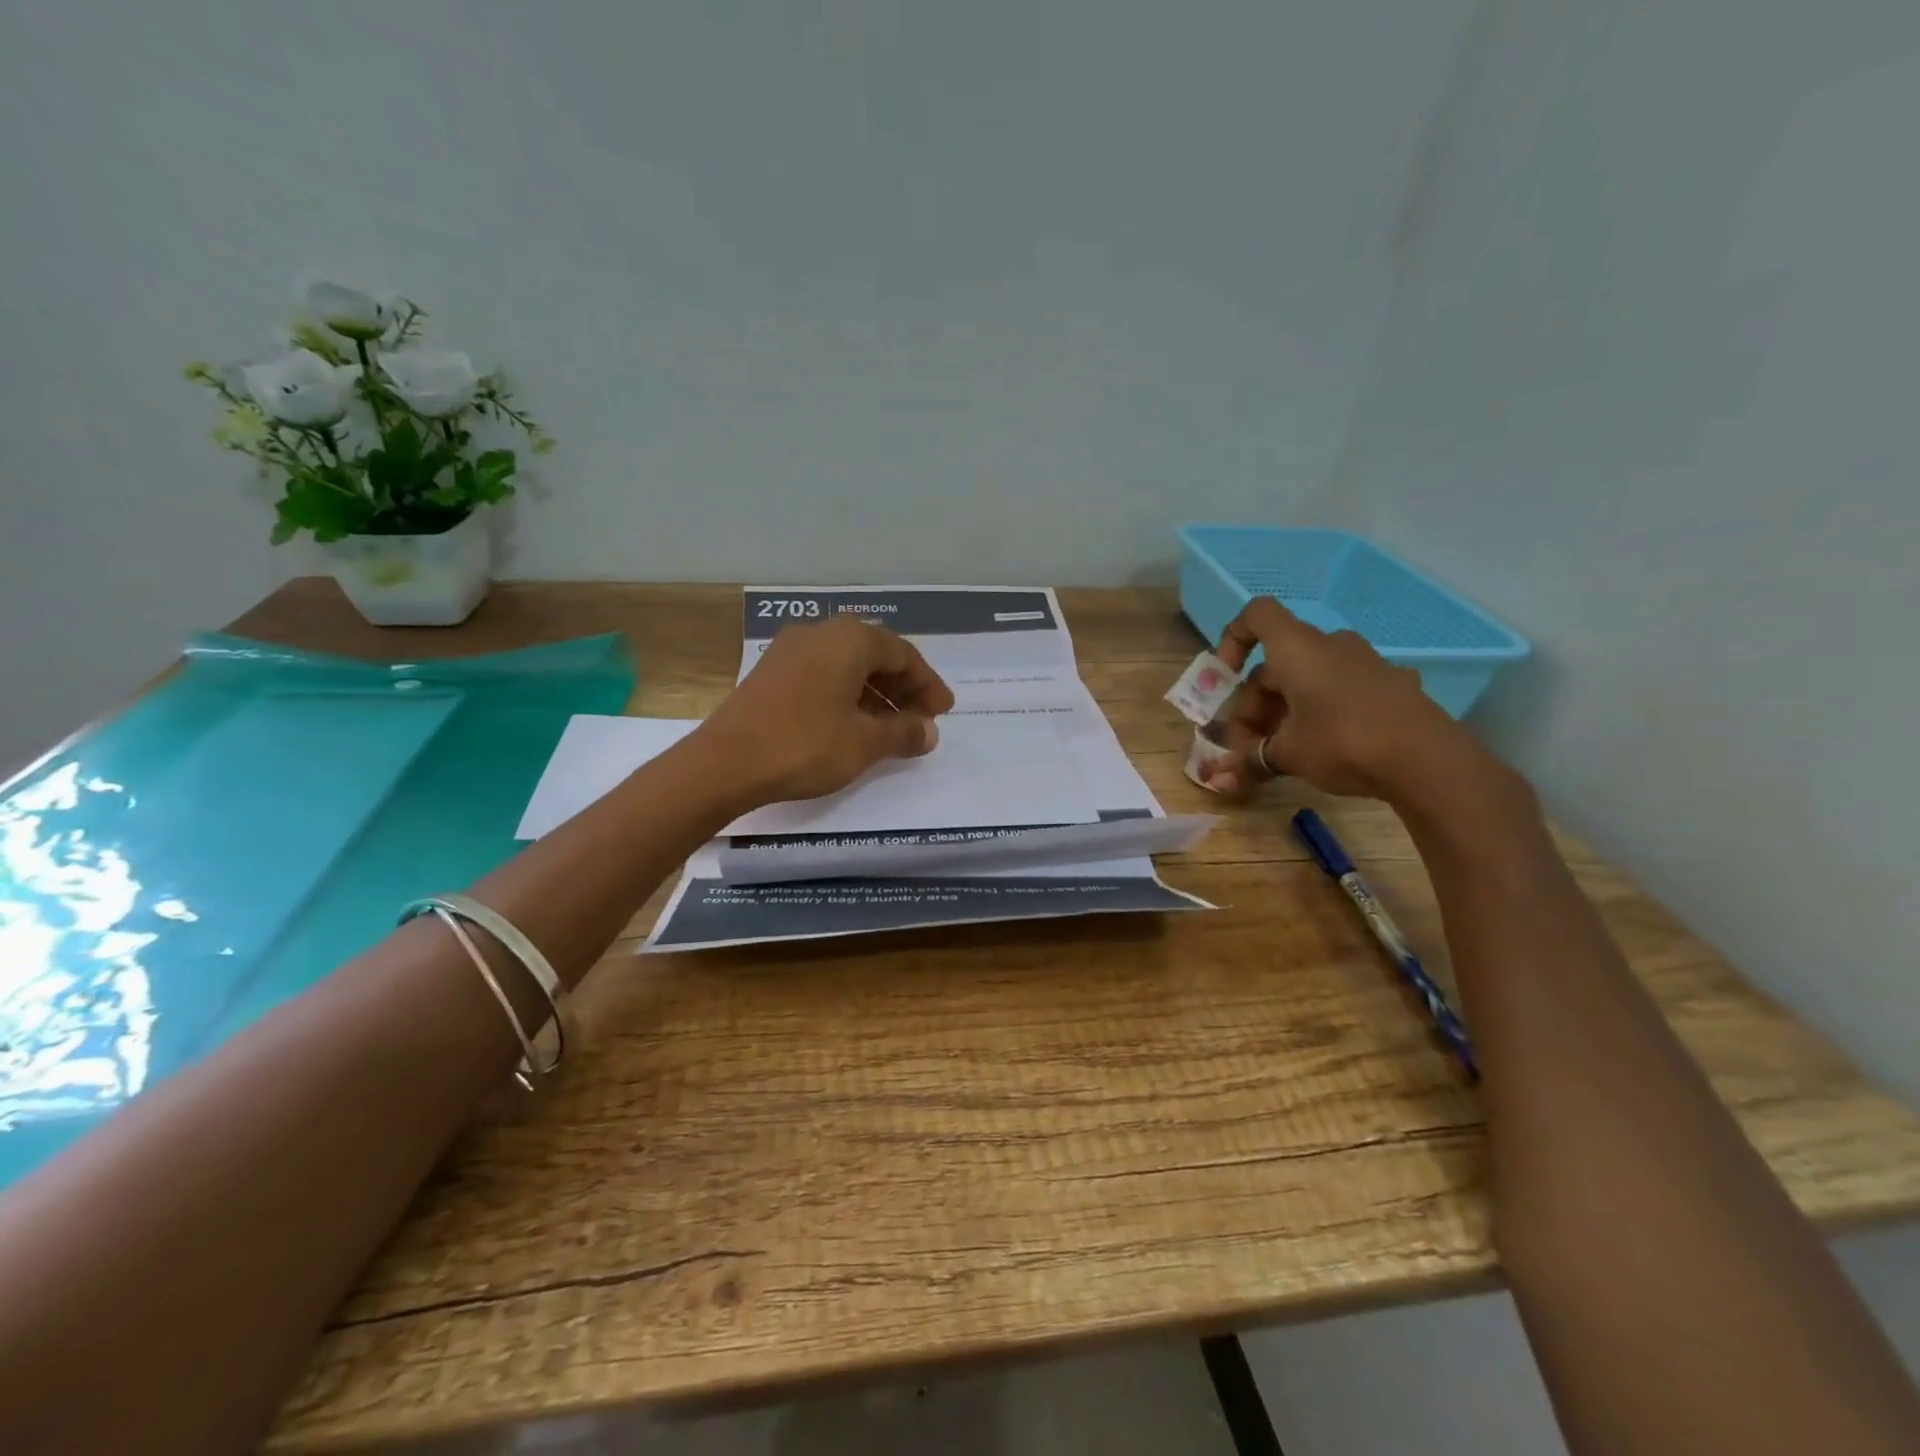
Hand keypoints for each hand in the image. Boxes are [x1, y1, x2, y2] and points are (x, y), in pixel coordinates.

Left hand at [700, 617, 955, 807]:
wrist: (724, 763)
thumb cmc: (805, 745)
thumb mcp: (865, 742)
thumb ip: (903, 732)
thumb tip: (928, 732)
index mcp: (848, 639)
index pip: (903, 654)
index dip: (927, 684)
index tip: (943, 712)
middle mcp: (820, 634)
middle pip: (874, 654)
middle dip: (902, 687)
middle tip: (920, 719)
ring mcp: (789, 651)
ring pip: (846, 666)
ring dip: (874, 693)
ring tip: (890, 728)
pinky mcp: (770, 674)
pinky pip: (822, 676)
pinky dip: (846, 696)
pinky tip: (852, 726)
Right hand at [1197, 597, 1476, 801]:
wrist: (1429, 761)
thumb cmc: (1343, 742)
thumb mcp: (1288, 755)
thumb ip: (1249, 762)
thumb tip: (1216, 781)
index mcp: (1299, 649)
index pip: (1257, 615)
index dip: (1232, 639)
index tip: (1225, 678)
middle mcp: (1331, 646)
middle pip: (1277, 664)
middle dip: (1255, 706)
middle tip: (1249, 748)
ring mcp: (1366, 664)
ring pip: (1308, 680)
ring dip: (1285, 712)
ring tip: (1282, 754)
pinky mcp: (1391, 687)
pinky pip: (1340, 691)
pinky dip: (1320, 714)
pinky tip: (1325, 751)